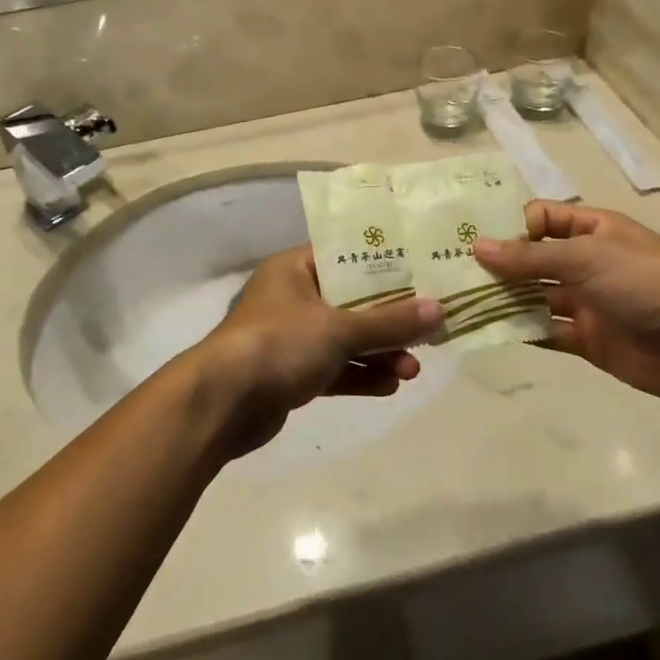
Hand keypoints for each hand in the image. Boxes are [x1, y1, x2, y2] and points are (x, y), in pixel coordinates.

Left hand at [188, 247, 441, 456]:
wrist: (222, 403)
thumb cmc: (279, 344)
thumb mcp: (339, 328)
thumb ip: (389, 321)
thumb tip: (438, 310)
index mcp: (294, 269)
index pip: (344, 256)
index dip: (383, 265)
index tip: (420, 273)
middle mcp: (291, 298)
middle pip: (349, 301)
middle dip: (387, 319)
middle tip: (426, 328)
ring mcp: (289, 338)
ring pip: (343, 339)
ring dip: (377, 352)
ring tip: (413, 369)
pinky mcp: (289, 374)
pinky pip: (332, 368)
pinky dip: (358, 375)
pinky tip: (390, 386)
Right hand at [473, 202, 659, 411]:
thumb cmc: (645, 282)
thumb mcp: (585, 258)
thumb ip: (529, 258)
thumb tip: (477, 247)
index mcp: (593, 230)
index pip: (542, 219)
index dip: (513, 227)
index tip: (480, 242)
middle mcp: (587, 263)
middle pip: (534, 260)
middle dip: (500, 265)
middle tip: (453, 272)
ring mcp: (587, 303)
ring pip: (536, 297)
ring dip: (505, 299)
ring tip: (462, 302)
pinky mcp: (589, 340)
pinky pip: (547, 332)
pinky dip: (522, 331)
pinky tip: (489, 331)